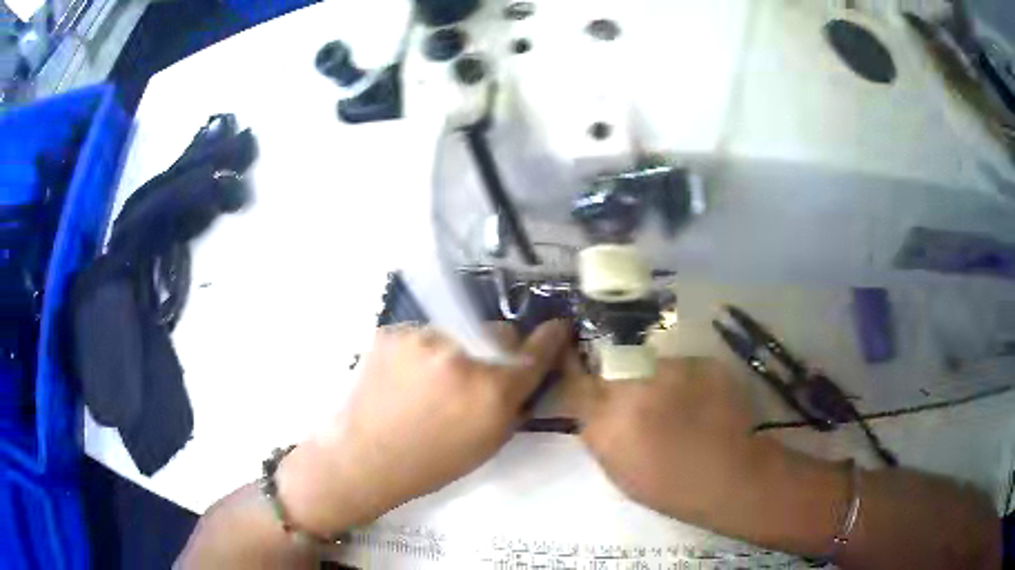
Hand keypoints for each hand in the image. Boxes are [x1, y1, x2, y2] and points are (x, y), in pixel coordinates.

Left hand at [277, 320, 569, 536]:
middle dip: (497, 347)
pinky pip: (422, 334)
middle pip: (498, 330)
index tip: (556, 329)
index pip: (535, 351)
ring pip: (456, 331)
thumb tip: (527, 372)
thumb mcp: (488, 443)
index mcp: (491, 391)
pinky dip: (421, 351)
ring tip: (430, 379)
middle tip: (476, 370)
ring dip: (454, 349)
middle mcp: (461, 356)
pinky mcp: (393, 332)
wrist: (363, 458)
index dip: (550, 338)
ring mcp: (422, 338)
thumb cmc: (431, 463)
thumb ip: (514, 403)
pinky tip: (404, 376)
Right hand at [569, 356, 777, 524]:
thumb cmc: (671, 487)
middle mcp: (633, 387)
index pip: (576, 381)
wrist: (732, 476)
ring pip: (650, 365)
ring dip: (656, 381)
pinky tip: (702, 402)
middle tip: (640, 400)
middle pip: (613, 368)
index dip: (575, 369)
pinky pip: (683, 366)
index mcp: (607, 421)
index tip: (578, 364)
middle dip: (619, 379)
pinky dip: (686, 381)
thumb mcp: (619, 470)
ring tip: (679, 405)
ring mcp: (671, 370)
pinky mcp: (702, 362)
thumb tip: (595, 409)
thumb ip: (600, 434)